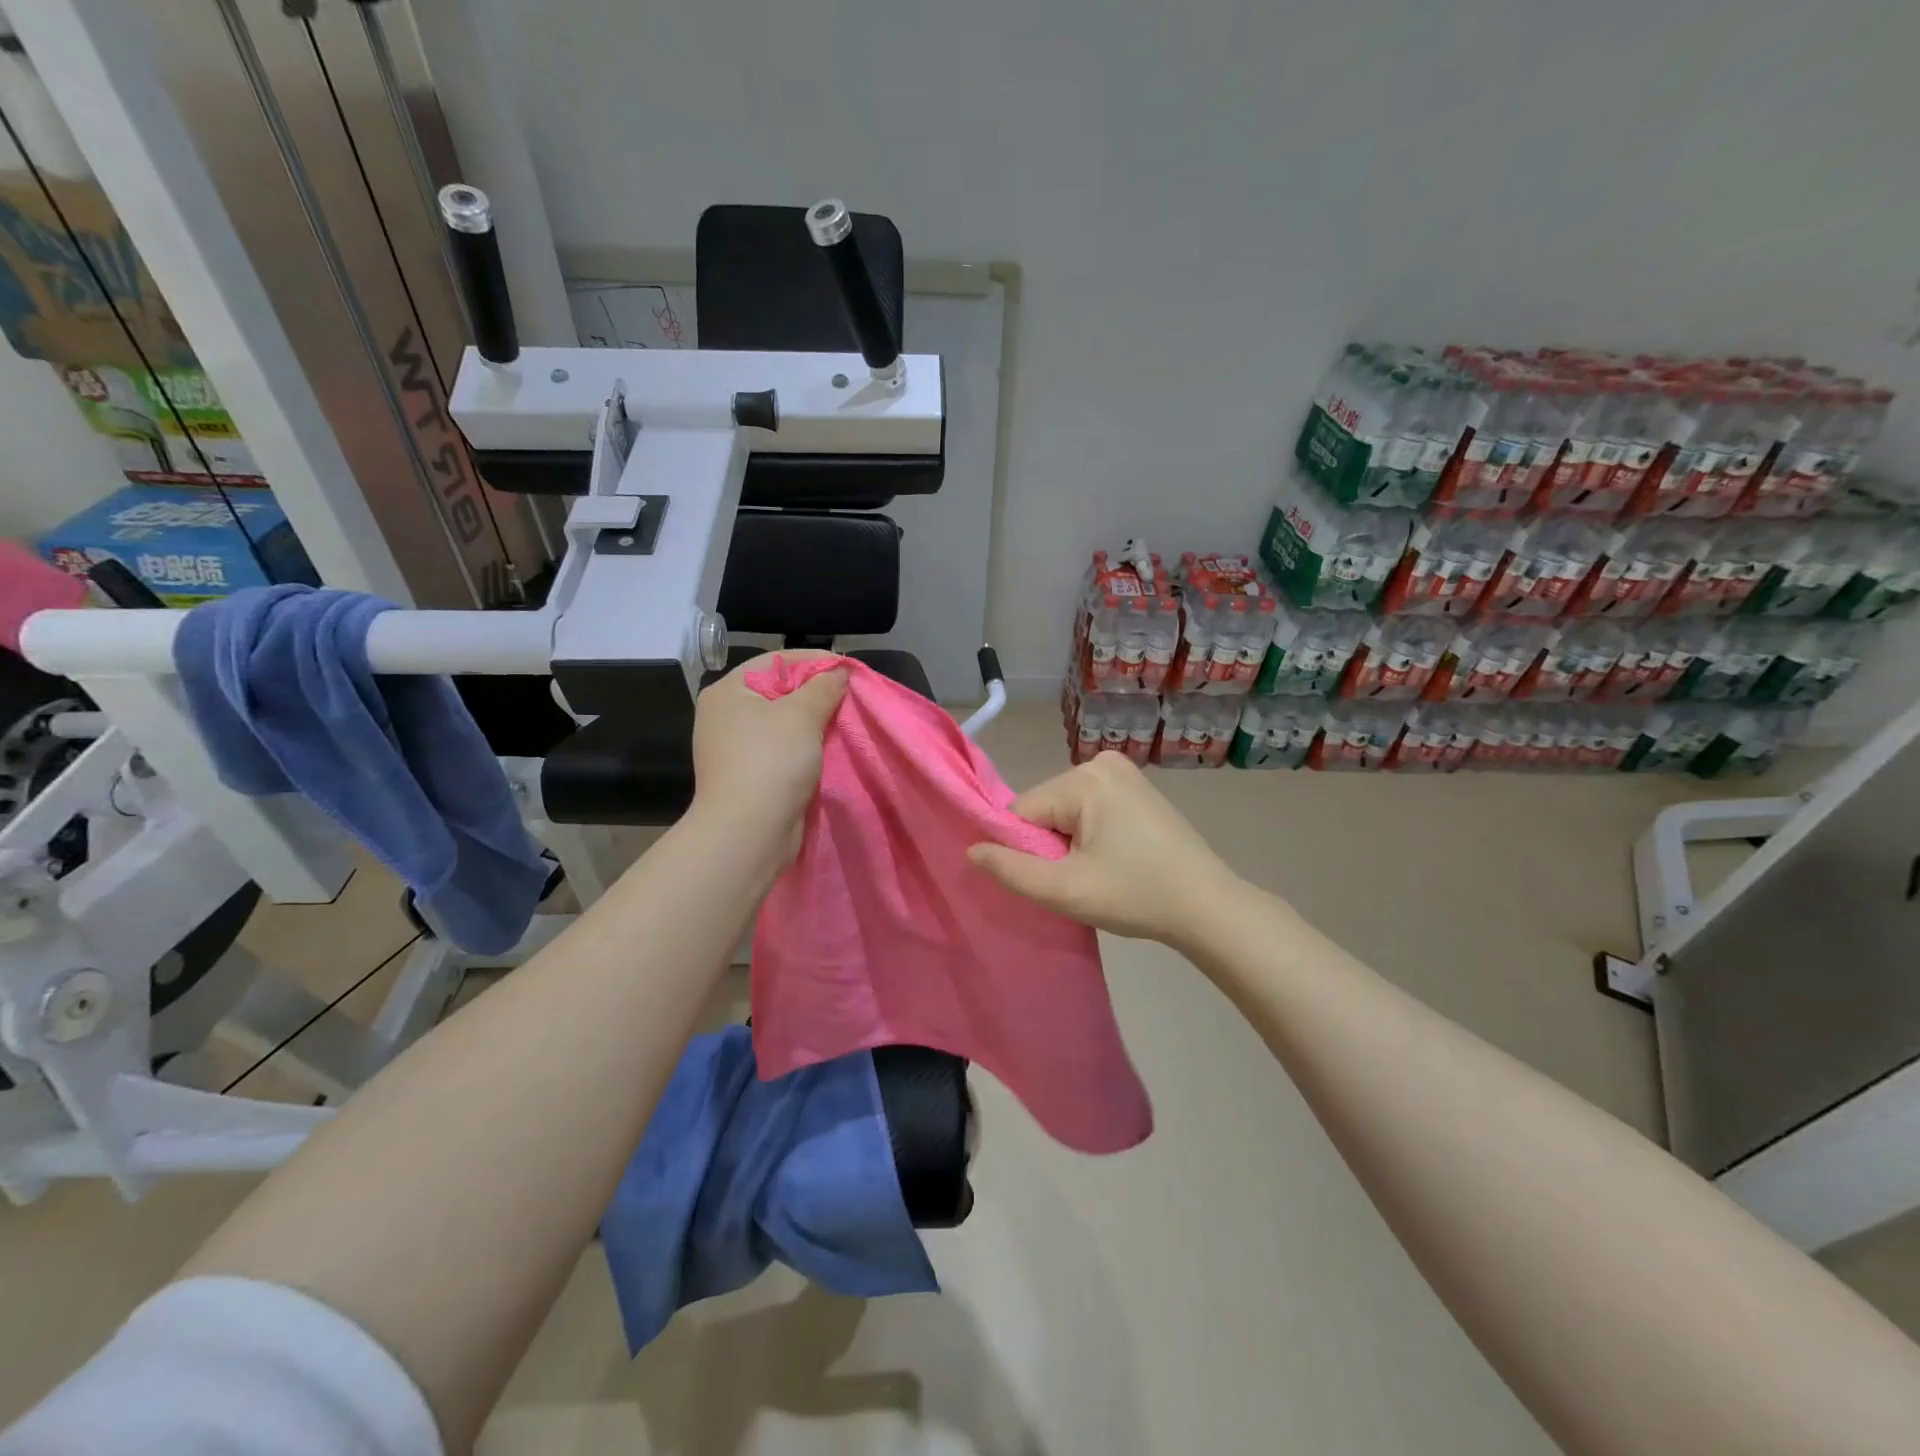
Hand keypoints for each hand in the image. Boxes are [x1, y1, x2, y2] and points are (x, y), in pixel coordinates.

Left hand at [689, 651, 847, 866]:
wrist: (749, 832)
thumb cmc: (772, 761)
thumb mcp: (803, 714)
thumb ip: (824, 687)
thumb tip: (839, 672)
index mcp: (728, 692)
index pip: (775, 661)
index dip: (814, 661)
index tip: (848, 669)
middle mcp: (725, 715)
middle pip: (778, 691)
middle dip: (816, 692)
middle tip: (850, 696)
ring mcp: (734, 748)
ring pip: (782, 722)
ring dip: (813, 721)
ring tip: (845, 721)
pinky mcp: (748, 775)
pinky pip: (781, 749)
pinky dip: (804, 746)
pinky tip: (828, 748)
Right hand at [967, 752, 1244, 946]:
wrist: (1208, 906)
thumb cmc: (1135, 896)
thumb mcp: (1065, 890)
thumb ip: (1011, 870)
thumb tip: (971, 849)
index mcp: (1084, 778)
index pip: (1022, 811)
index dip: (1027, 850)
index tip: (1056, 878)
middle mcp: (1101, 762)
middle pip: (1044, 807)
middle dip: (1050, 844)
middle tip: (1082, 879)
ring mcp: (1123, 771)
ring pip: (1065, 809)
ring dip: (1069, 841)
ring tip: (1101, 871)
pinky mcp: (1137, 786)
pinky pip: (1089, 807)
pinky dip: (1090, 833)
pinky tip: (1115, 857)